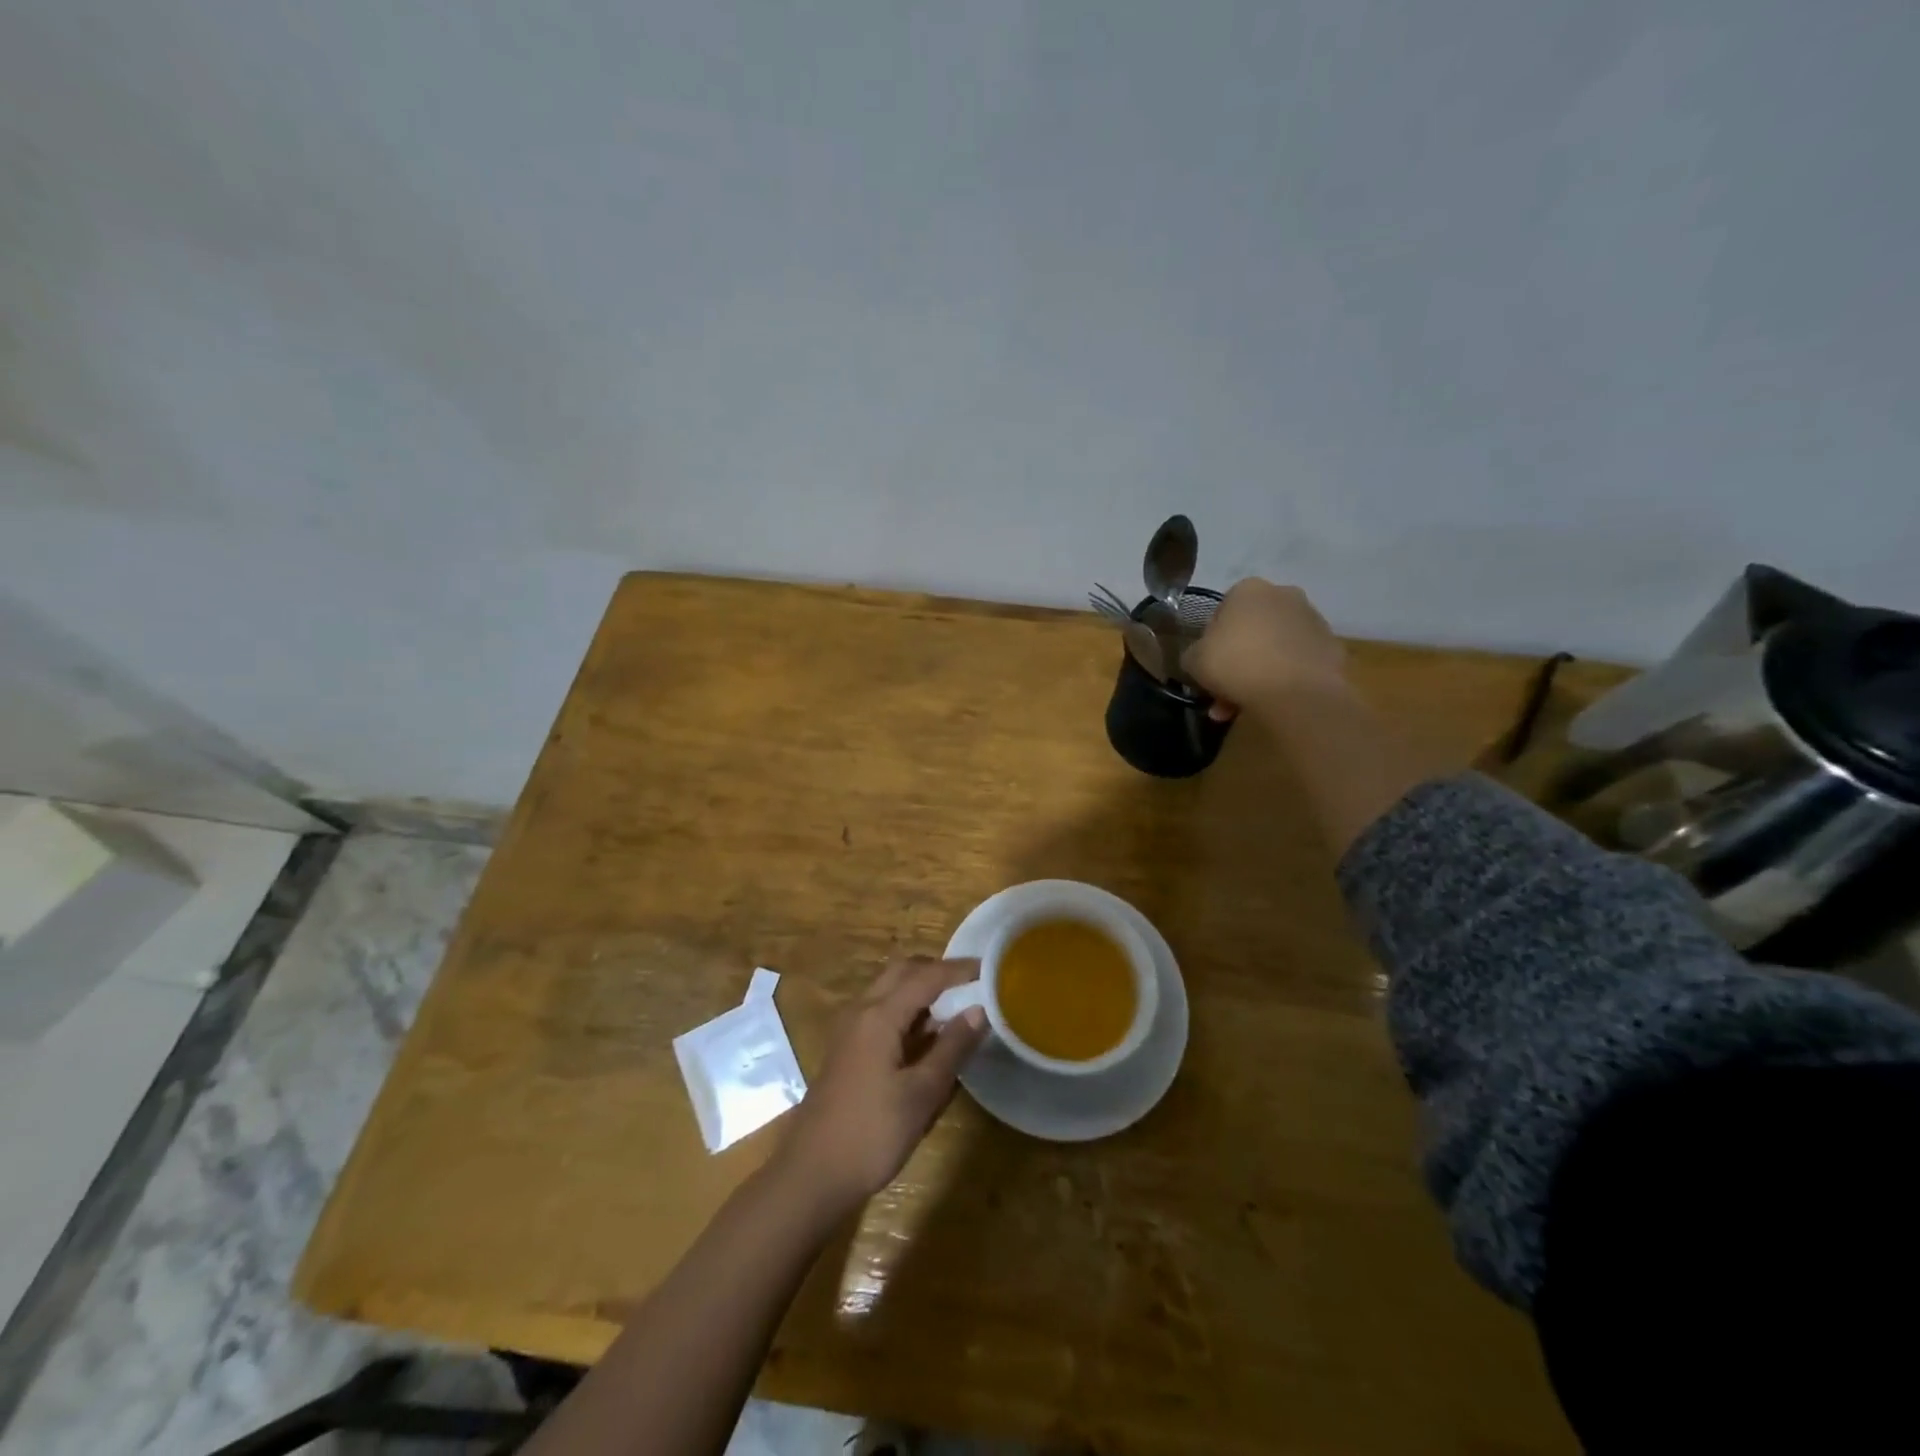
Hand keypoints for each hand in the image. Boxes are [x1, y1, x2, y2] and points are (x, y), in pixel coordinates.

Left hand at [773, 958, 987, 1215]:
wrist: (812, 1174)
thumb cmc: (872, 1134)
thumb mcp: (922, 1094)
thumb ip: (952, 1048)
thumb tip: (979, 1010)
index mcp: (879, 1015)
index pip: (926, 976)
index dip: (959, 970)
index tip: (990, 969)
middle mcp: (861, 1010)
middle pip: (902, 971)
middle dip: (937, 970)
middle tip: (971, 983)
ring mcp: (850, 1028)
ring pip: (888, 988)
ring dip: (920, 987)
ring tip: (956, 1005)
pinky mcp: (847, 1047)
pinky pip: (880, 1009)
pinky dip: (906, 1007)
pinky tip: (927, 1033)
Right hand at [1186, 578, 1348, 721]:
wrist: (1295, 692)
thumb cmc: (1237, 664)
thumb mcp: (1194, 660)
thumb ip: (1194, 654)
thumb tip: (1200, 658)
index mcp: (1248, 590)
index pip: (1221, 612)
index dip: (1211, 641)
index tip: (1208, 664)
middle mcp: (1284, 595)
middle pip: (1251, 630)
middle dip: (1237, 660)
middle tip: (1224, 689)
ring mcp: (1312, 620)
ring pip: (1274, 648)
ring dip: (1258, 672)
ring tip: (1244, 705)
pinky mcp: (1332, 647)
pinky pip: (1297, 662)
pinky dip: (1284, 678)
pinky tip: (1273, 702)